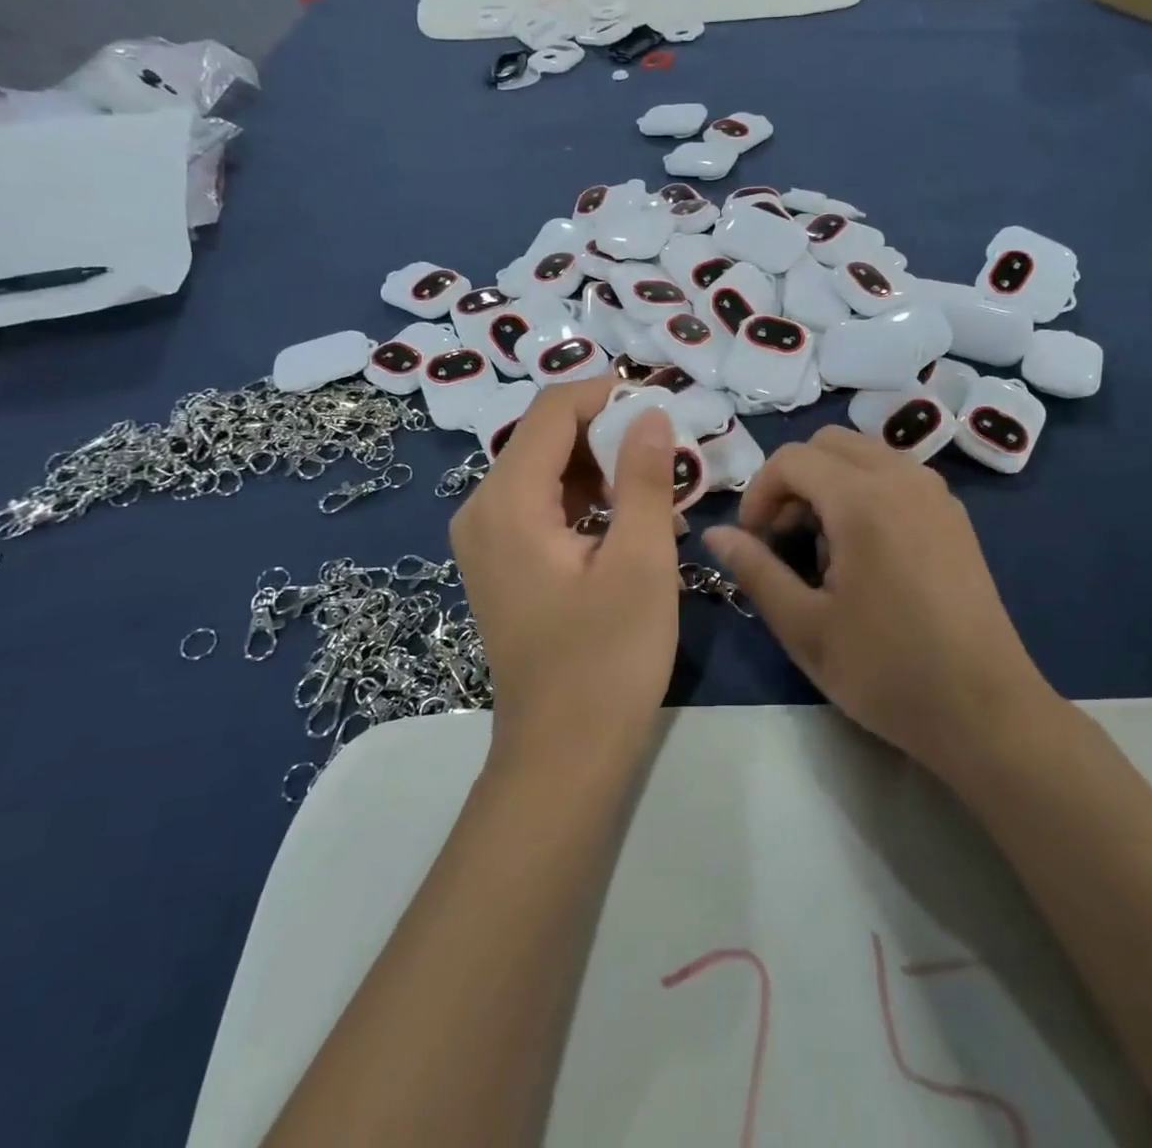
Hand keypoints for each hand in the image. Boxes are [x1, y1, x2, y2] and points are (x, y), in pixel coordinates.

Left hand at [450, 377, 680, 761]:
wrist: (563, 755)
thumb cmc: (608, 660)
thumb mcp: (640, 561)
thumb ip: (643, 478)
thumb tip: (650, 414)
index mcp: (506, 502)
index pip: (552, 410)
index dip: (608, 395)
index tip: (663, 410)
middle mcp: (482, 509)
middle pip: (545, 437)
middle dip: (610, 434)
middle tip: (669, 455)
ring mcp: (487, 538)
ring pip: (547, 470)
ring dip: (603, 468)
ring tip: (660, 491)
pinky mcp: (502, 561)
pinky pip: (543, 505)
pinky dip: (587, 500)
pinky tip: (631, 522)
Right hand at [703, 427, 1059, 776]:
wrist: (985, 710)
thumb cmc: (886, 670)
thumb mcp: (804, 626)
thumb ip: (755, 569)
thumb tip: (716, 534)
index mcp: (863, 499)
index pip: (792, 459)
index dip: (759, 493)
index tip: (754, 543)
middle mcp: (903, 478)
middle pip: (828, 444)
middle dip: (793, 482)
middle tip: (784, 541)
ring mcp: (936, 494)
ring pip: (864, 455)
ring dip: (829, 484)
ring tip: (824, 550)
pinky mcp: (954, 516)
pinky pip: (896, 476)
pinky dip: (864, 492)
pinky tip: (865, 553)